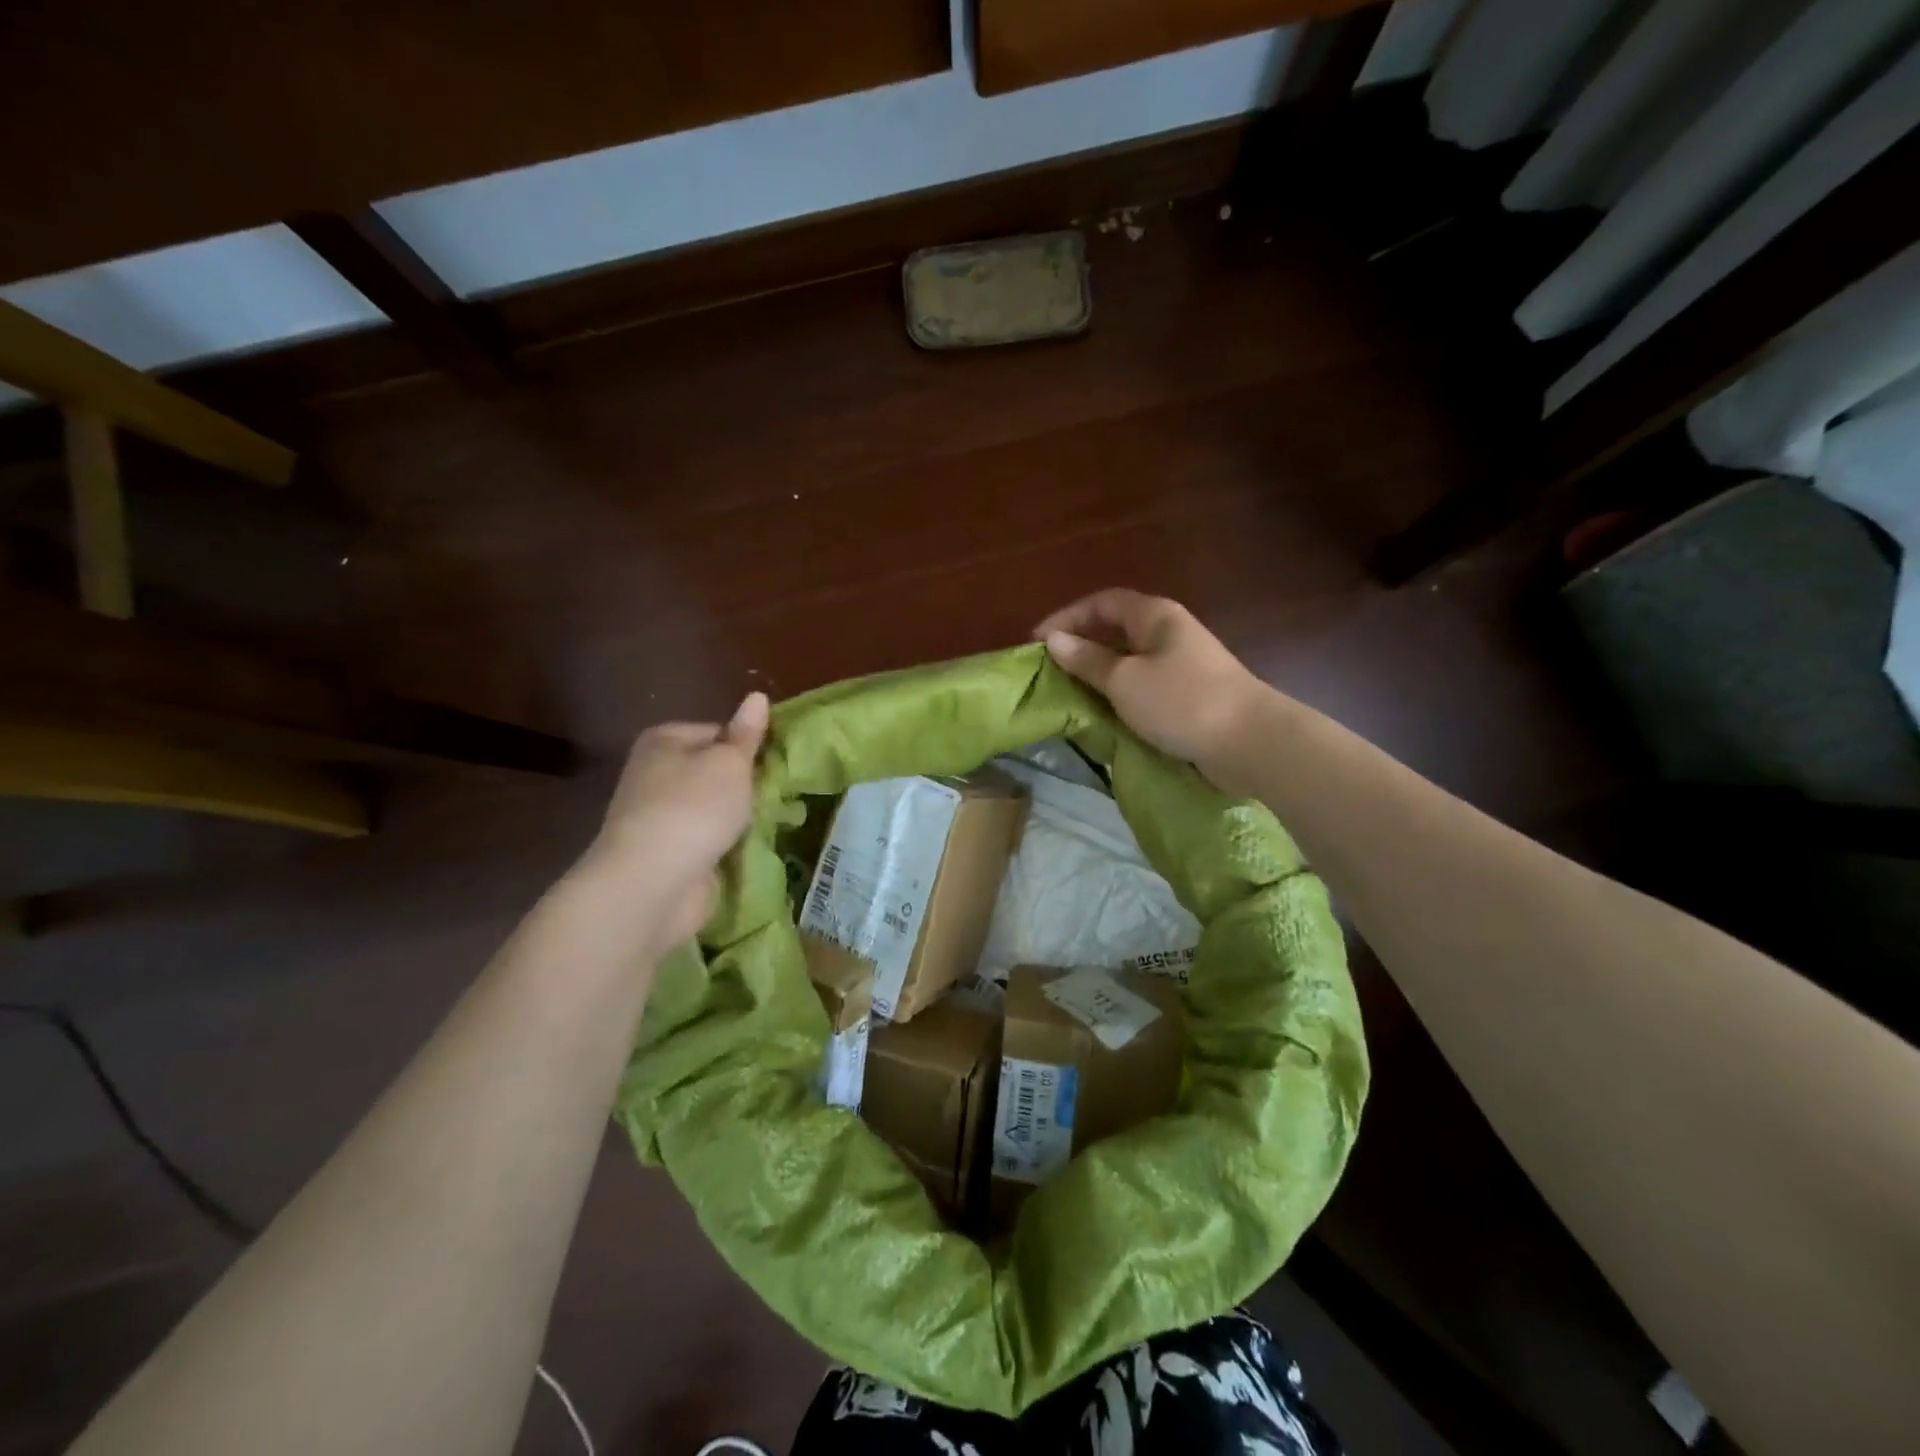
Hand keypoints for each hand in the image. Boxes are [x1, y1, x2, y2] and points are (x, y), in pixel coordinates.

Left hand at [581, 691, 770, 954]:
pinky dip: (725, 846)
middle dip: (745, 785)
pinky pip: (707, 840)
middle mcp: (654, 774)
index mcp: (664, 741)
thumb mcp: (730, 763)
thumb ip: (747, 734)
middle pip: (714, 771)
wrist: (653, 883)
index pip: (718, 732)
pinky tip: (748, 851)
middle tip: (776, 796)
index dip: (748, 747)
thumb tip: (758, 696)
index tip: (773, 766)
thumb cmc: (694, 808)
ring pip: (713, 809)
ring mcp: (658, 816)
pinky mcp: (667, 854)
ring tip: (769, 824)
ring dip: (738, 818)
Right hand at [1035, 590, 1267, 771]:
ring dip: (1098, 674)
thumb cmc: (1181, 701)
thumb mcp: (1124, 680)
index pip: (1102, 602)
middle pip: (1116, 630)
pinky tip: (1104, 713)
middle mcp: (1169, 633)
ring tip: (1069, 694)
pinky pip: (1143, 686)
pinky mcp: (1189, 695)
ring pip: (1129, 660)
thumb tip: (1054, 641)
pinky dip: (1119, 694)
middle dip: (1080, 646)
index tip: (1037, 642)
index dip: (1067, 617)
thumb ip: (1087, 660)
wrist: (1250, 742)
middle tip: (1049, 671)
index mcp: (1154, 616)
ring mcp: (1182, 664)